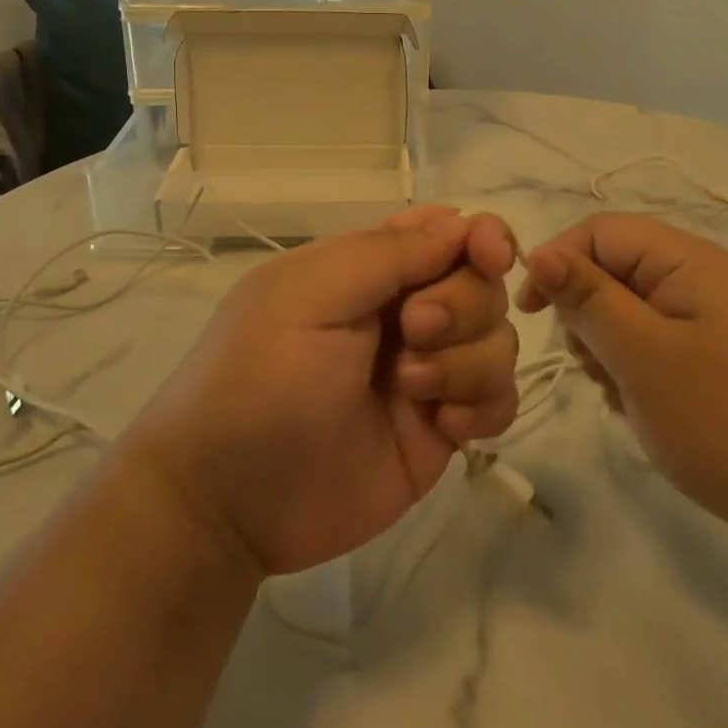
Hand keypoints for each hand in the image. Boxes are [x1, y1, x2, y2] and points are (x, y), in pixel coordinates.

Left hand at [123, 207, 520, 577]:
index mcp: (368, 267)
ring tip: (412, 391)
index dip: (481, 237)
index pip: (447, 231)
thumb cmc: (261, 377)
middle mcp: (404, 311)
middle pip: (481, 284)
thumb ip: (390, 253)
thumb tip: (464, 224)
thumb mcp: (312, 295)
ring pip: (497, 341)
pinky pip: (498, 401)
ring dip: (469, 361)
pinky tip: (447, 427)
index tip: (491, 257)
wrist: (228, 503)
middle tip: (413, 334)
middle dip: (462, 306)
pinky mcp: (439, 429)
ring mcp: (426, 370)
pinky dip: (486, 406)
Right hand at [517, 213, 727, 541]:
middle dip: (587, 312)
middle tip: (590, 366)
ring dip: (610, 346)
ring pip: (633, 309)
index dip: (558, 261)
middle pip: (615, 269)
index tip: (532, 314)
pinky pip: (660, 342)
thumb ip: (588, 299)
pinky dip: (639, 368)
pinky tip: (645, 408)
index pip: (599, 231)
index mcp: (687, 260)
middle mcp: (703, 276)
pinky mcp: (725, 355)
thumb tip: (538, 252)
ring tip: (620, 395)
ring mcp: (717, 317)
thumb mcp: (643, 357)